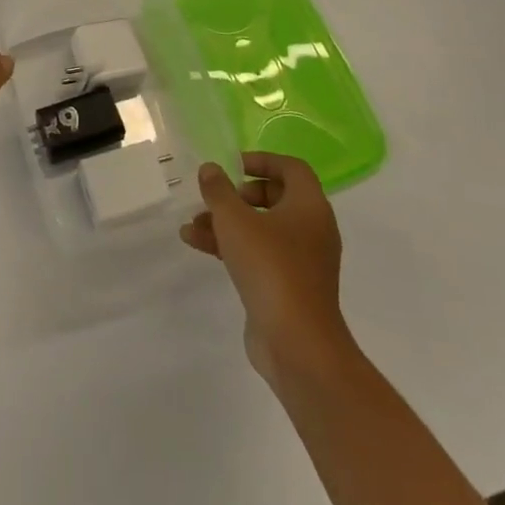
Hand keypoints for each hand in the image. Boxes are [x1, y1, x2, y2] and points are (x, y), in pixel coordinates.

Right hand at [181, 152, 353, 383]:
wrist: (297, 344)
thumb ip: (219, 190)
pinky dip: (232, 247)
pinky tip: (197, 244)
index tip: (233, 166)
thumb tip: (210, 169)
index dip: (262, 161)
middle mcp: (312, 230)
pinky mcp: (289, 287)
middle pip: (276, 198)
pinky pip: (260, 255)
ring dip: (227, 223)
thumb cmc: (270, 267)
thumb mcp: (235, 220)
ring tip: (192, 225)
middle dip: (239, 195)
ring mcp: (302, 262)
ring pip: (262, 229)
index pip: (292, 168)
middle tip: (217, 198)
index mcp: (310, 206)